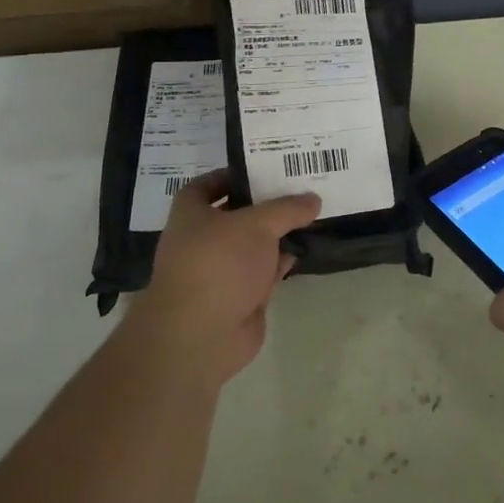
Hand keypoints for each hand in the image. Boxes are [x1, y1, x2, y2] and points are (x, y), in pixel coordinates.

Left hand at [123, 170, 320, 388]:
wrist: (203, 334)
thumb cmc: (219, 263)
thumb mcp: (257, 224)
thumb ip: (287, 209)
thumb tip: (313, 199)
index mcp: (190, 215)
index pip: (206, 185)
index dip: (230, 175)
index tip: (262, 167)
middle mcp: (201, 240)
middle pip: (234, 214)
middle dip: (263, 204)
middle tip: (296, 186)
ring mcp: (220, 271)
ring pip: (252, 245)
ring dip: (276, 234)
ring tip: (309, 214)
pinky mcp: (238, 297)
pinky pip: (263, 271)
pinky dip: (280, 261)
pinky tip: (303, 250)